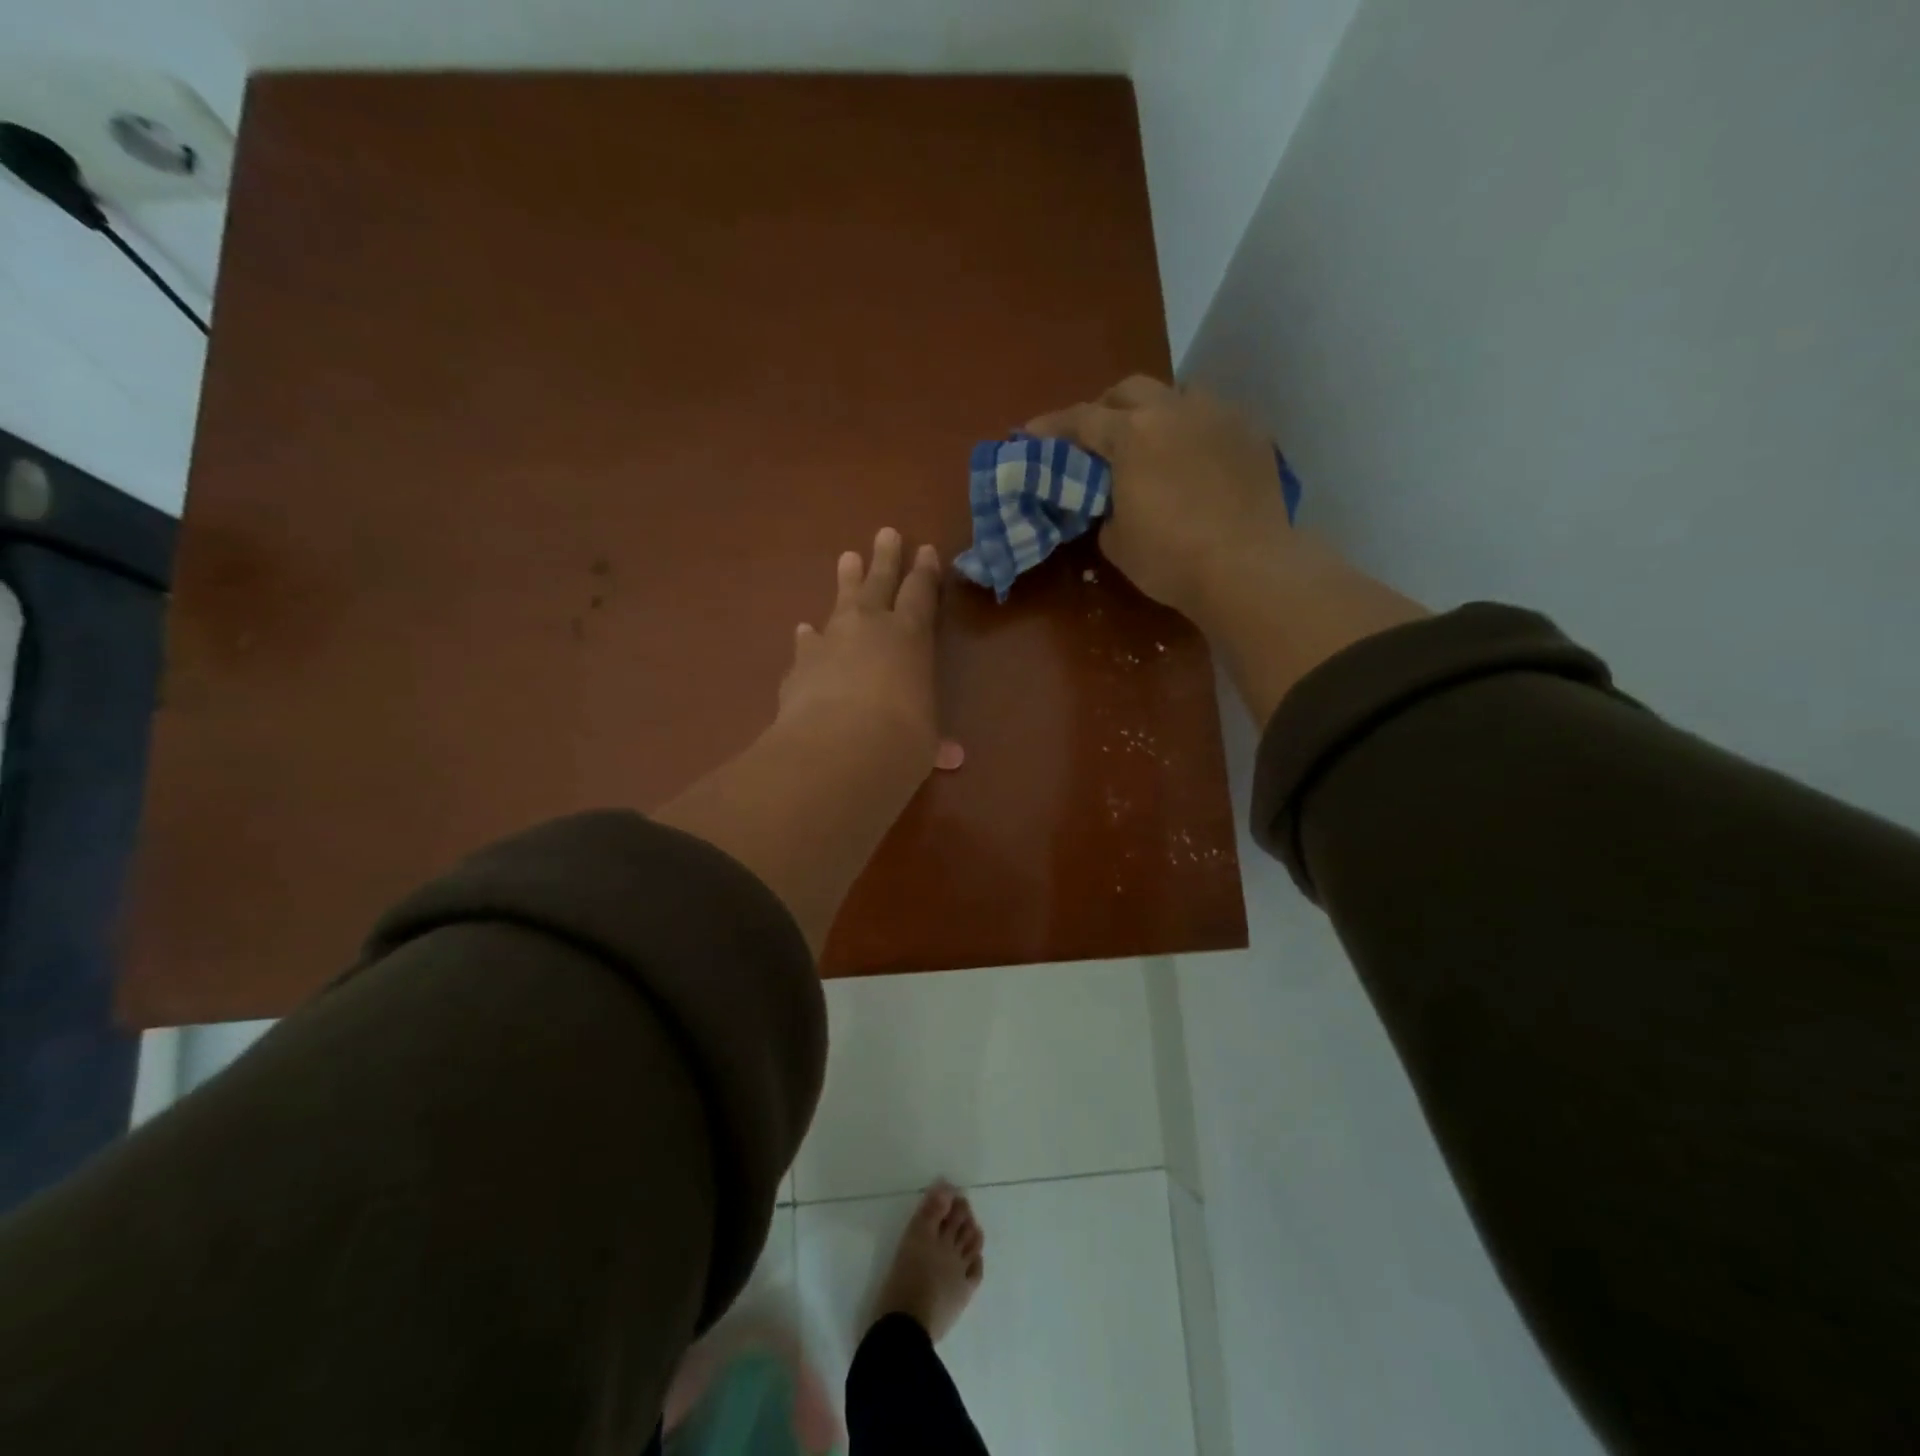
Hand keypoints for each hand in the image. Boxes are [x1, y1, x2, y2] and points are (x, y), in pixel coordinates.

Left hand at [778, 528, 963, 770]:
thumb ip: (934, 740)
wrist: (839, 749)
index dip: (924, 572)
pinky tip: (804, 632)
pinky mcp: (800, 664)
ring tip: (846, 558)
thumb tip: (951, 758)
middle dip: (885, 558)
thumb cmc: (901, 739)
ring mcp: (830, 641)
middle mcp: (870, 627)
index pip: (921, 593)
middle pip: (879, 582)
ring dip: (845, 581)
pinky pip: (807, 644)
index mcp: (910, 636)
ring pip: (840, 602)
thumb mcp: (925, 740)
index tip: (925, 550)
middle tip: (885, 533)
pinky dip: (809, 639)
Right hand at [1026, 376, 1292, 630]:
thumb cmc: (1169, 559)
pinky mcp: (1251, 432)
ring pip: (1177, 394)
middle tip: (1097, 437)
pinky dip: (1193, 431)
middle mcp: (1173, 409)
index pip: (1081, 419)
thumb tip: (1114, 498)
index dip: (1052, 427)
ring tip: (1152, 442)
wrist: (1246, 568)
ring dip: (1155, 412)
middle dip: (1106, 408)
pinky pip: (1213, 418)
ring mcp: (1218, 415)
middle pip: (1129, 390)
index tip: (1031, 434)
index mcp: (1131, 434)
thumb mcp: (1116, 540)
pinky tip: (1195, 459)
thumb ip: (1105, 506)